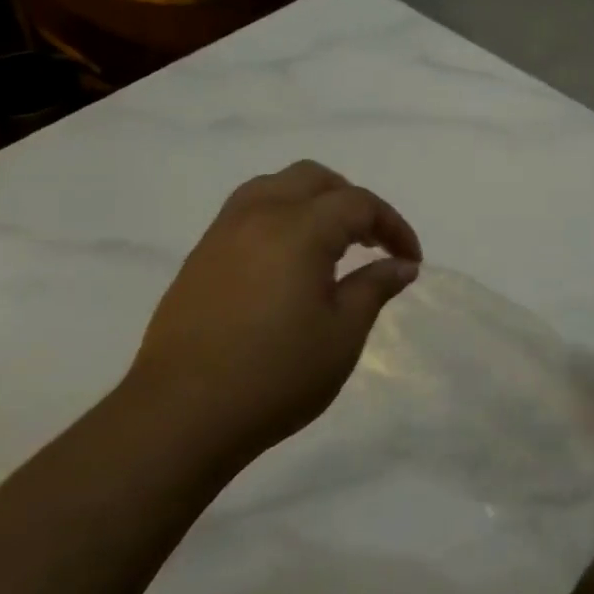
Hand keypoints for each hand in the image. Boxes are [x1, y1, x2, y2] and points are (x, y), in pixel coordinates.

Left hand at [123, 162, 422, 470]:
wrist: (182, 414)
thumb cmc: (275, 376)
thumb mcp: (342, 335)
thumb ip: (374, 288)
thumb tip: (402, 264)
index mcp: (298, 229)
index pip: (358, 203)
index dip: (393, 226)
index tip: (410, 260)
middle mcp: (258, 215)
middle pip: (313, 179)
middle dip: (352, 201)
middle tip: (372, 242)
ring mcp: (222, 233)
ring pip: (274, 187)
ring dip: (312, 202)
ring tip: (330, 243)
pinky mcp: (200, 256)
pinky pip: (247, 212)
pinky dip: (280, 217)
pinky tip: (287, 262)